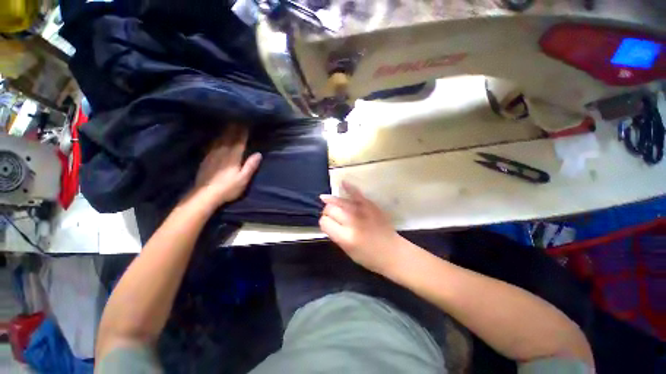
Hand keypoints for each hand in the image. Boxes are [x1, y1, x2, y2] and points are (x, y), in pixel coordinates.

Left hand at [192, 124, 261, 206]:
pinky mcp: (206, 159)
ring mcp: (212, 155)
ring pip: (219, 140)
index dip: (243, 133)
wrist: (205, 194)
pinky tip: (216, 138)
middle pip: (229, 138)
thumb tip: (259, 154)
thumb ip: (250, 166)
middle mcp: (222, 153)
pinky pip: (212, 145)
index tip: (246, 124)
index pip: (239, 142)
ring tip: (228, 125)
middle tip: (237, 120)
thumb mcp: (243, 179)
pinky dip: (216, 139)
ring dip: (225, 132)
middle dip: (234, 129)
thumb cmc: (228, 188)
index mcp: (233, 158)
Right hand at [319, 181, 404, 273]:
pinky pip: (357, 193)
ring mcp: (362, 211)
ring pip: (340, 201)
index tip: (327, 223)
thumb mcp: (347, 251)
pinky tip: (342, 182)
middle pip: (331, 209)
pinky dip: (349, 187)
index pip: (325, 222)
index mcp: (344, 237)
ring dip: (332, 200)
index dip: (323, 222)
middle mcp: (351, 221)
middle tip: (331, 215)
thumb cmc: (369, 257)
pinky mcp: (370, 205)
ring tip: (325, 199)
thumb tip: (327, 220)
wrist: (393, 252)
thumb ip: (336, 234)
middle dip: (327, 211)